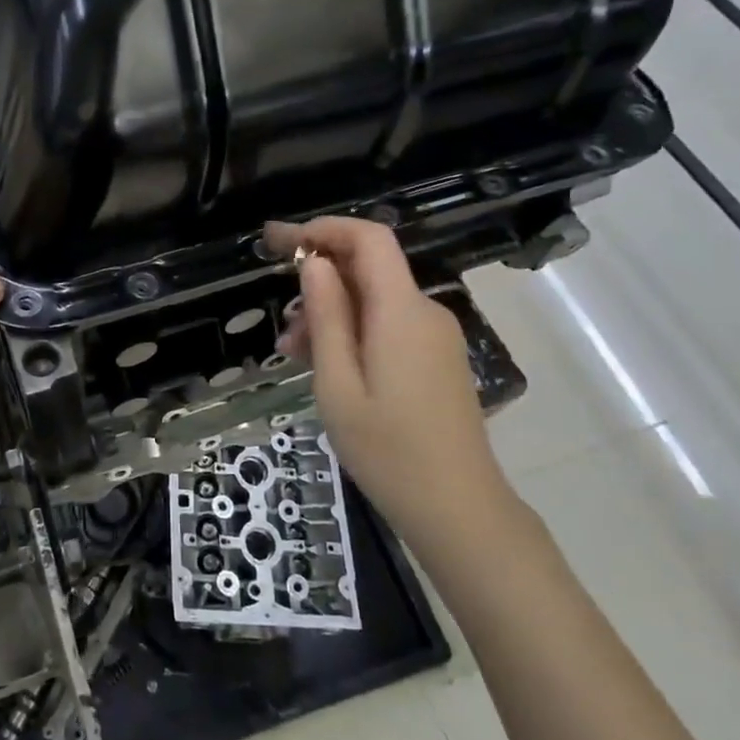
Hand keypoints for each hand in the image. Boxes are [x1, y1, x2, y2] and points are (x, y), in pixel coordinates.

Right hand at [267, 217, 512, 556]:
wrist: (459, 510)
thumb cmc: (388, 450)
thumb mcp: (338, 384)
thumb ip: (327, 317)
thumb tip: (315, 264)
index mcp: (402, 311)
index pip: (370, 239)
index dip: (325, 229)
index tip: (282, 241)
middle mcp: (425, 312)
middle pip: (370, 269)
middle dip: (320, 281)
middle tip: (280, 322)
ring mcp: (435, 337)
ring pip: (375, 301)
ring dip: (332, 314)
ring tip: (294, 355)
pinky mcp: (437, 359)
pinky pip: (389, 325)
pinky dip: (353, 333)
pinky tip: (326, 367)